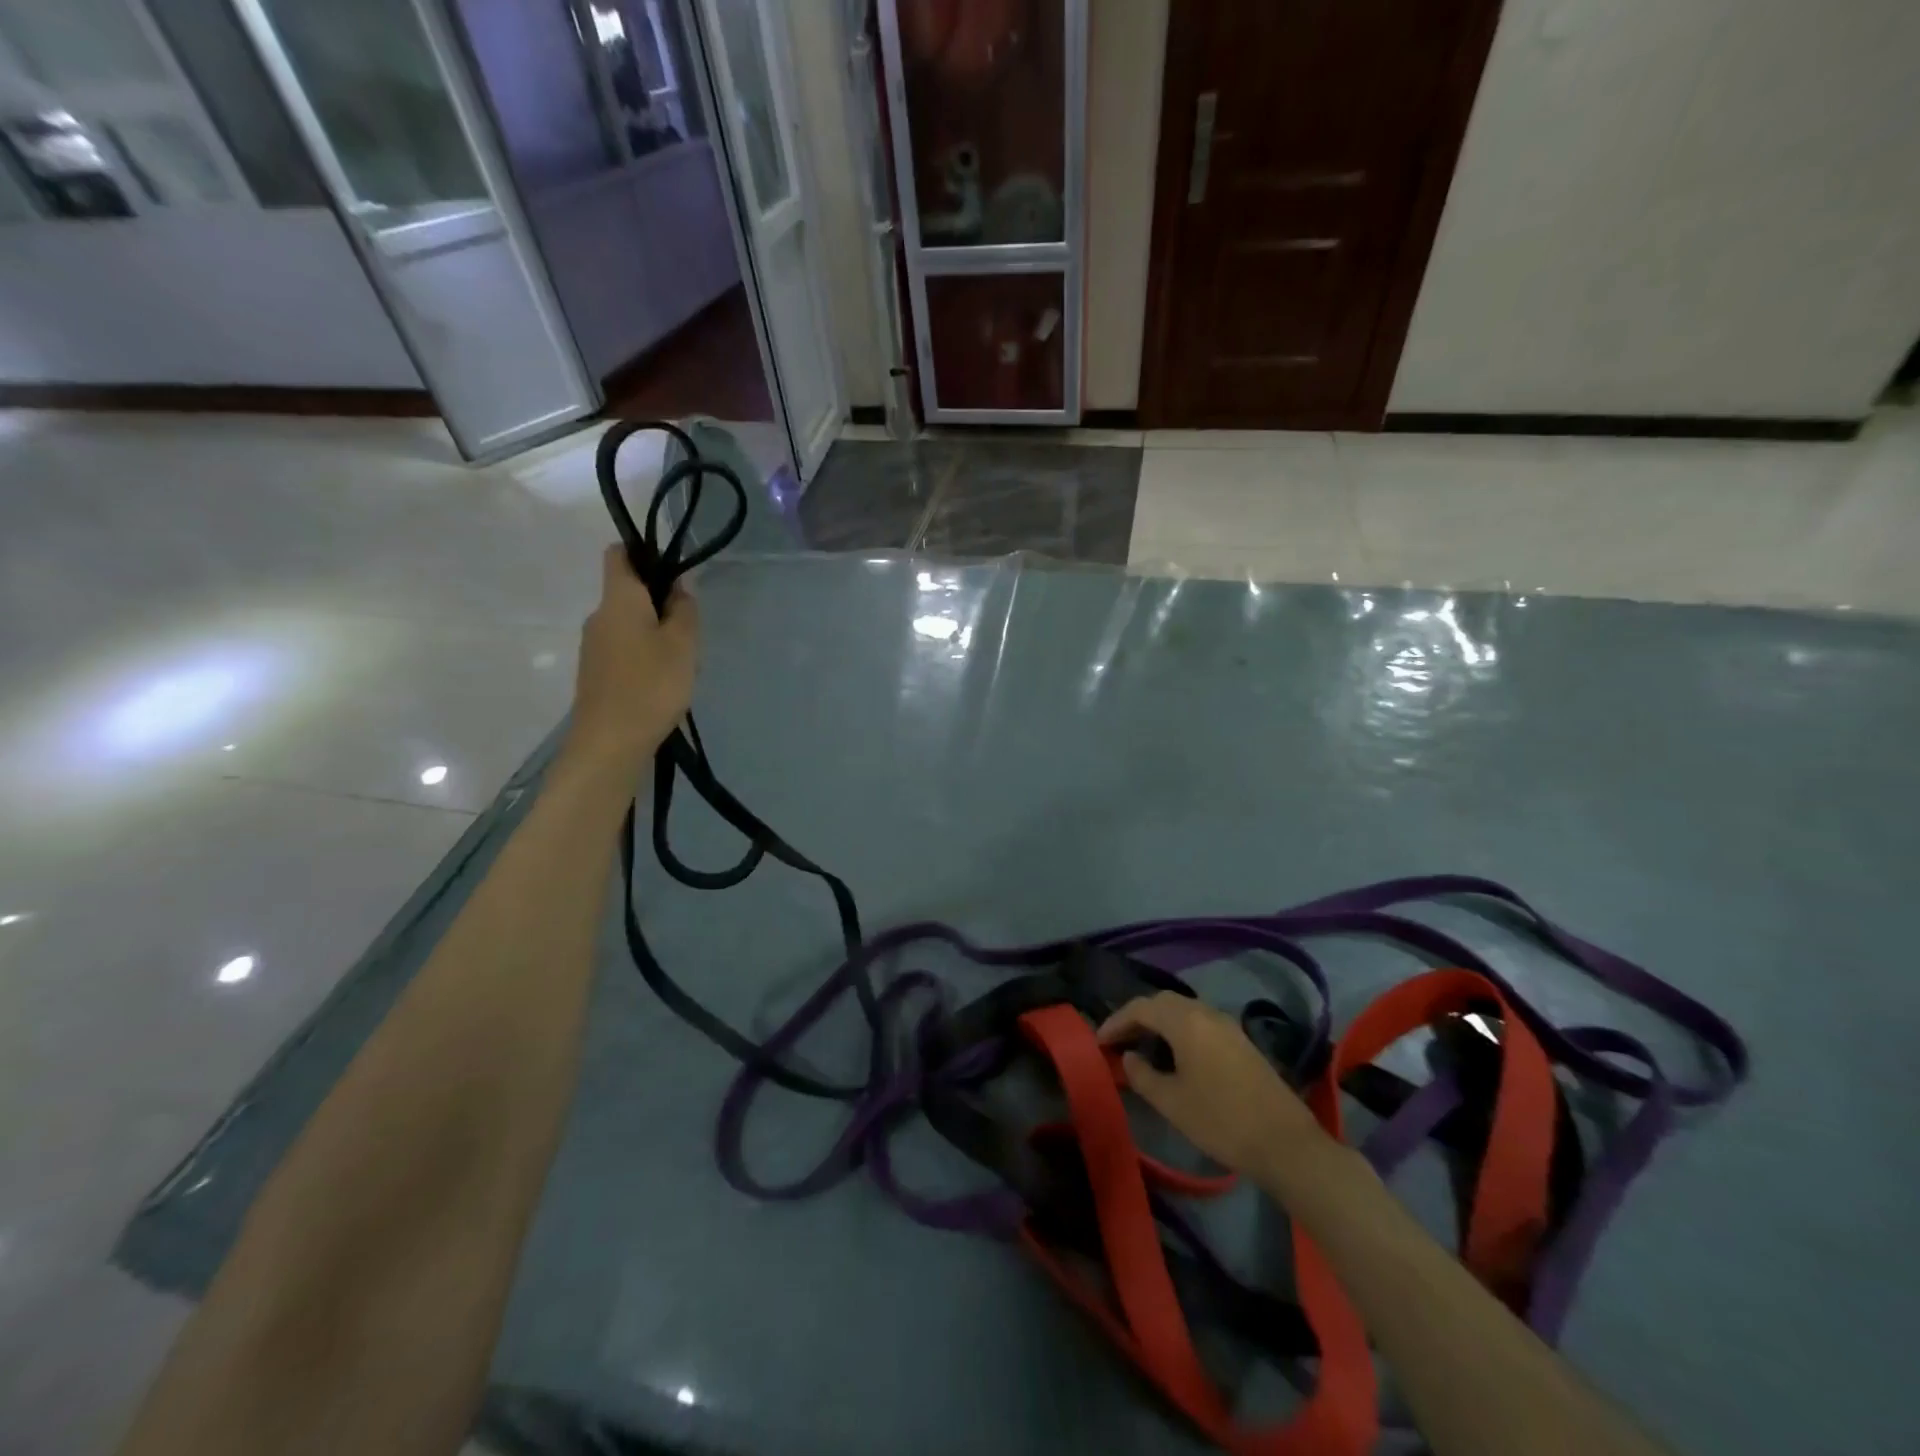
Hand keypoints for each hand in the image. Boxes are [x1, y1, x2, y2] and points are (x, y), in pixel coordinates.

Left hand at [562, 546, 699, 780]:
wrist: (610, 743)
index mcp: (618, 599)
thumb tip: (679, 585)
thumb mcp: (682, 644)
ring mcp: (593, 646)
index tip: (673, 572)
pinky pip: (623, 649)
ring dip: (654, 632)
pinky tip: (663, 682)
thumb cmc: (651, 686)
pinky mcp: (596, 673)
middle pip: (628, 592)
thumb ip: (684, 609)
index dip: (645, 553)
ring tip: (682, 662)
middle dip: (659, 601)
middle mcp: (599, 616)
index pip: (619, 554)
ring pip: (628, 624)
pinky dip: (644, 655)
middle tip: (690, 629)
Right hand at [1099, 992, 1325, 1174]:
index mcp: (1186, 1021)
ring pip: (1183, 1011)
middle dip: (1137, 1017)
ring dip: (1159, 1022)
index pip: (1141, 1008)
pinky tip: (1174, 1054)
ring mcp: (1227, 1025)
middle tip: (1118, 1040)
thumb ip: (1143, 1076)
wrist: (1285, 1143)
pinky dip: (1179, 1030)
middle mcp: (1206, 1013)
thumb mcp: (1172, 1102)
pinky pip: (1200, 1022)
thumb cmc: (1221, 1121)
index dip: (1116, 1021)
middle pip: (1163, 1002)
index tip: (1099, 1041)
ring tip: (1142, 1046)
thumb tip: (1129, 1057)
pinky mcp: (1241, 1041)